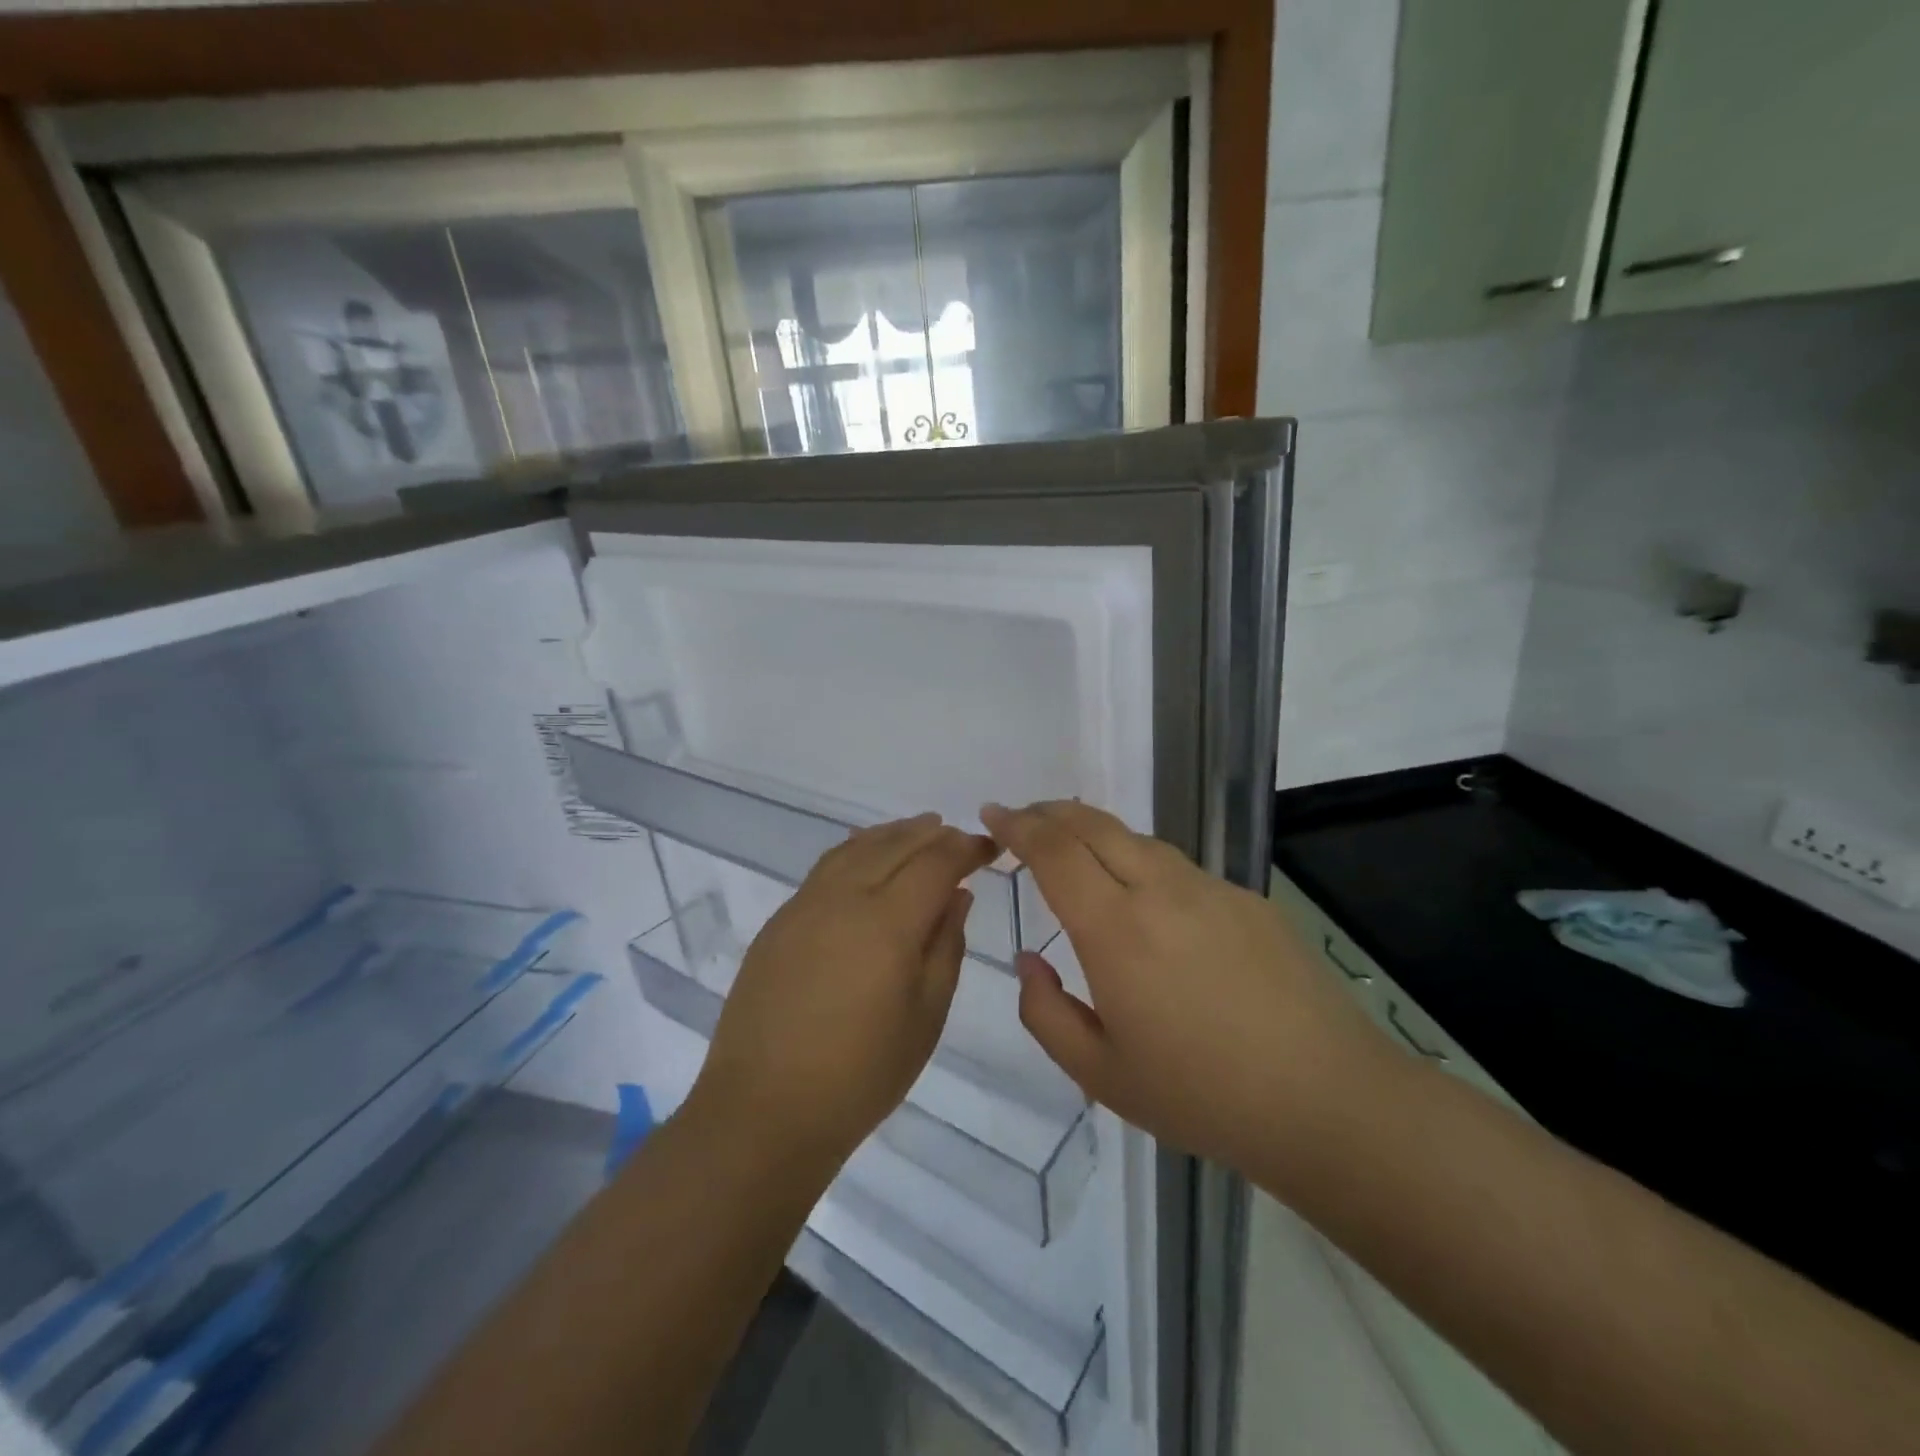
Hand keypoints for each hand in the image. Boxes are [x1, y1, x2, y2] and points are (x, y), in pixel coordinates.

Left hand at [688, 814, 996, 1173]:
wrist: (765, 1109)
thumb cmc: (861, 1074)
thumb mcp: (926, 1016)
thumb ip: (946, 946)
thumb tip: (956, 896)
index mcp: (887, 921)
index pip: (936, 862)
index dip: (966, 848)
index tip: (989, 849)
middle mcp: (844, 897)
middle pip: (896, 845)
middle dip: (933, 835)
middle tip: (959, 838)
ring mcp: (805, 905)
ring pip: (856, 847)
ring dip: (893, 834)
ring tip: (919, 831)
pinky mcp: (780, 921)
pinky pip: (827, 867)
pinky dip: (857, 850)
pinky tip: (866, 858)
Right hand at [982, 801, 1399, 1181]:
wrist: (1328, 1101)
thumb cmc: (1203, 1096)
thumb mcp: (1100, 1073)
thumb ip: (1045, 1012)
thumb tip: (1030, 959)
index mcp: (1116, 930)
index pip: (1054, 852)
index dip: (1018, 826)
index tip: (993, 815)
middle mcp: (1161, 891)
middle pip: (1094, 825)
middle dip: (1050, 813)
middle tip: (1022, 818)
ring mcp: (1211, 890)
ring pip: (1138, 840)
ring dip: (1095, 832)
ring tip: (1074, 848)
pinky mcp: (1248, 900)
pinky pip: (1179, 868)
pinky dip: (1142, 863)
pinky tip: (1147, 900)